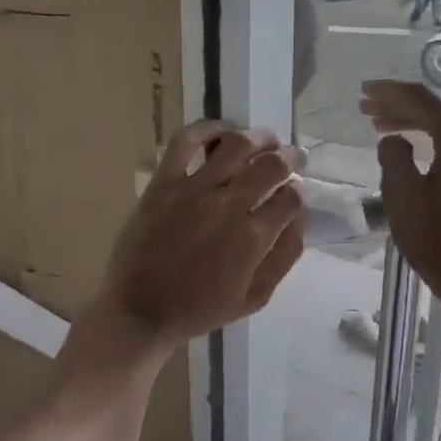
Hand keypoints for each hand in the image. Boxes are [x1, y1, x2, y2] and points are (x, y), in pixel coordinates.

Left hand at [92, 122, 305, 352]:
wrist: (141, 312)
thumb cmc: (200, 310)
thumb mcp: (255, 297)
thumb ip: (283, 257)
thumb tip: (299, 219)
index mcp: (253, 237)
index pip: (291, 197)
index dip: (299, 191)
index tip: (296, 191)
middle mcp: (228, 206)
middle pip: (271, 164)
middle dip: (290, 158)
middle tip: (293, 158)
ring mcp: (193, 190)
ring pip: (236, 146)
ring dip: (259, 137)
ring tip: (266, 140)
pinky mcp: (163, 183)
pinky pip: (185, 143)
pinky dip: (207, 129)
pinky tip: (222, 130)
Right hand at [359, 80, 440, 302]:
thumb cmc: (436, 236)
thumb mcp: (402, 193)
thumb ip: (392, 156)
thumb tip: (394, 141)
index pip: (420, 99)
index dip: (387, 92)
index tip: (362, 91)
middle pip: (433, 111)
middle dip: (396, 106)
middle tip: (364, 108)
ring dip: (410, 123)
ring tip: (378, 125)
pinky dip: (427, 141)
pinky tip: (407, 146)